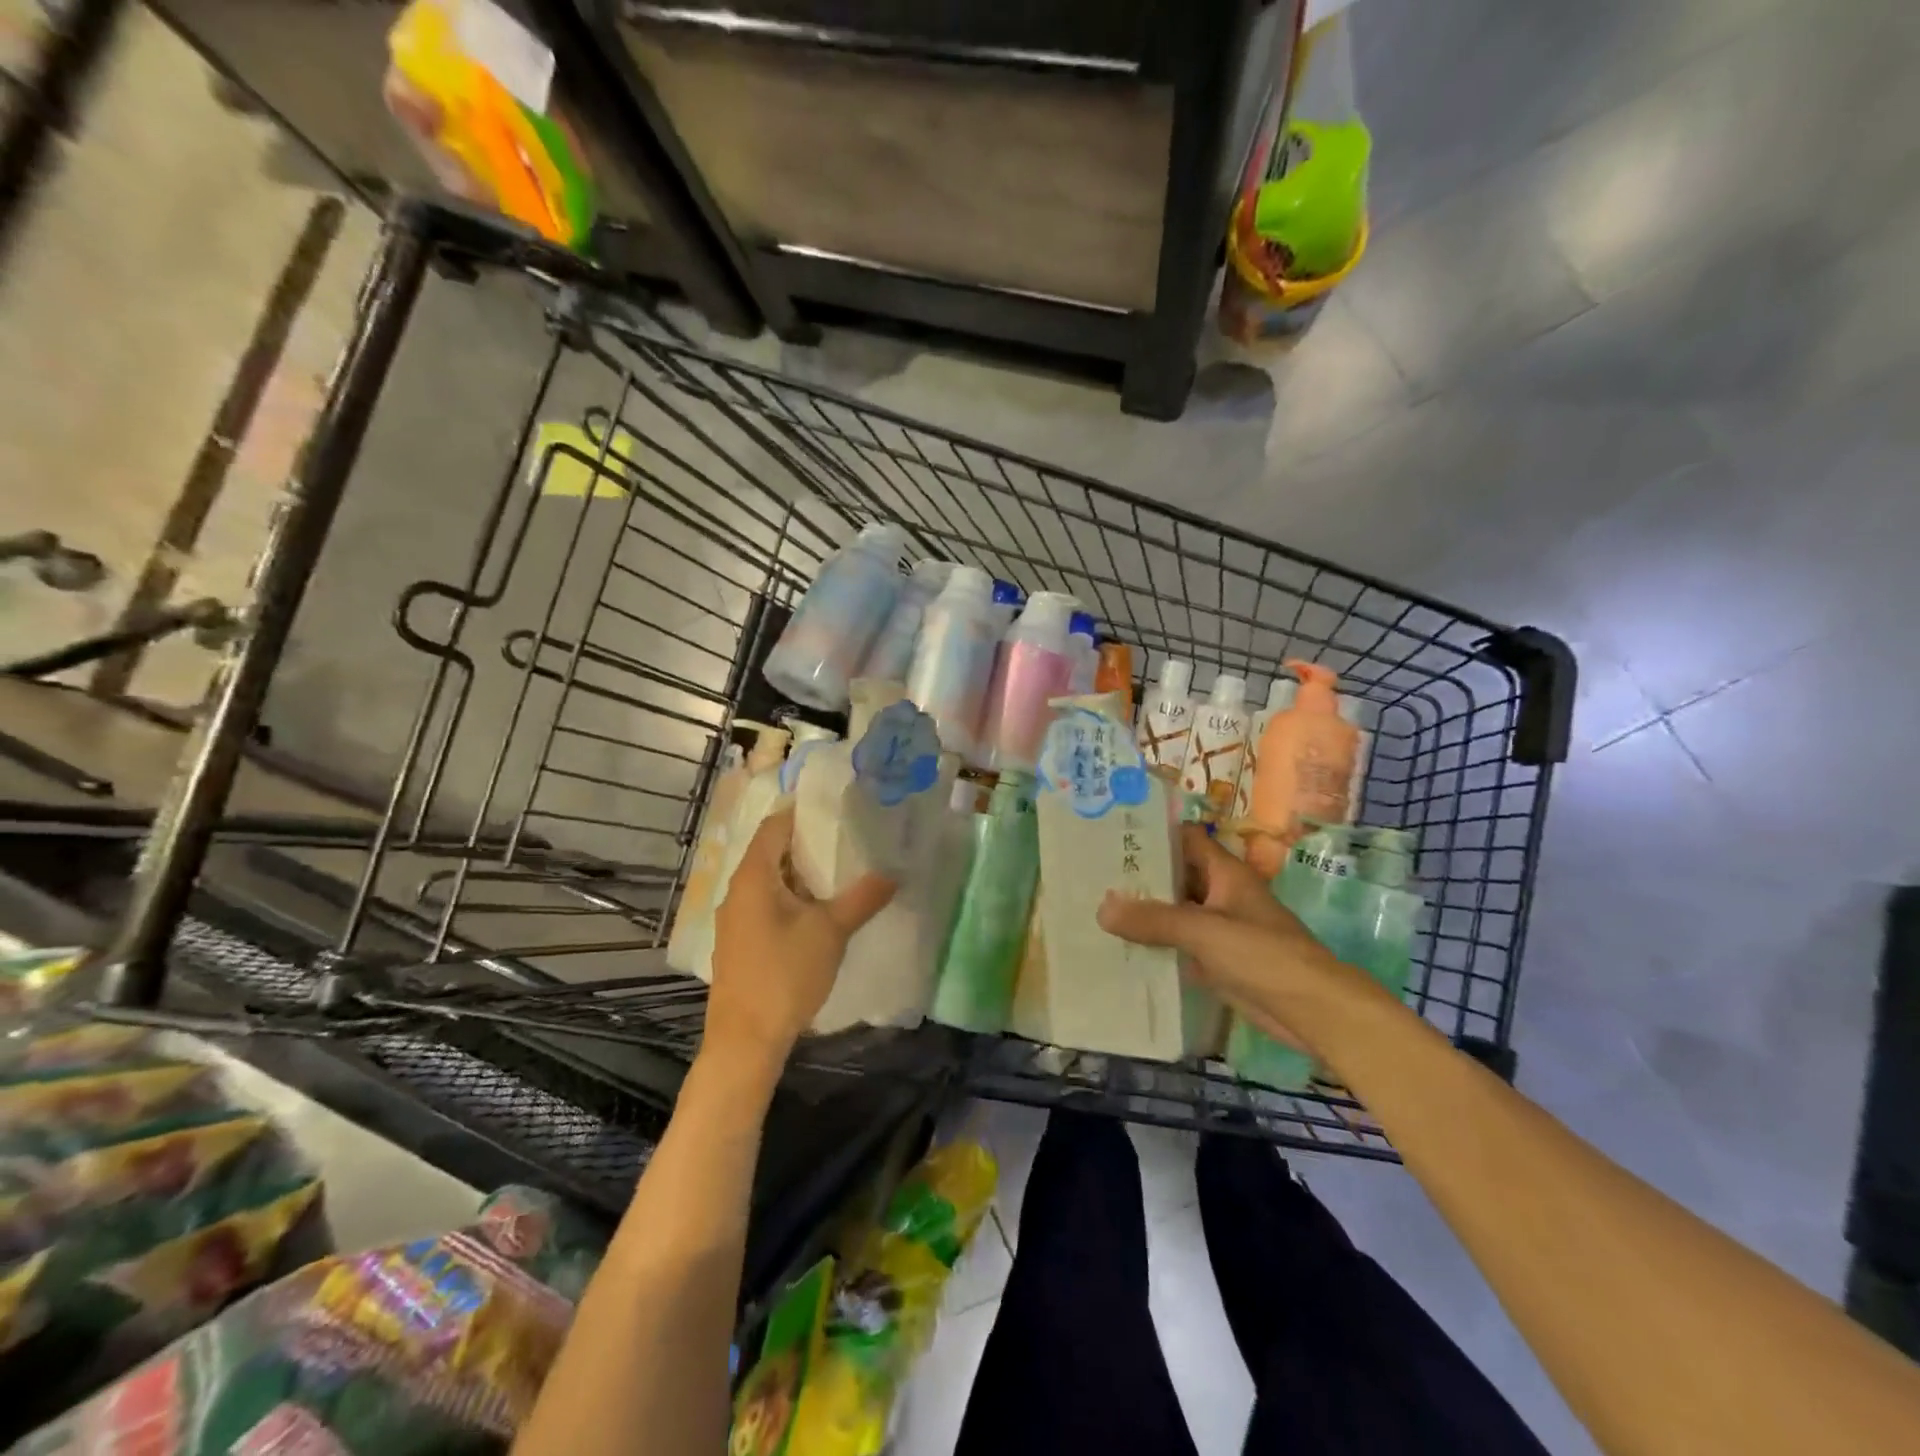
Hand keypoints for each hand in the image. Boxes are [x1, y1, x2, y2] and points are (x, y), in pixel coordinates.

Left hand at [706, 808, 894, 1072]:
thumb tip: (893, 873)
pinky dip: (792, 897)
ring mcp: (736, 919)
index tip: (835, 806)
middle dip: (807, 843)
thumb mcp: (830, 932)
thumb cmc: (785, 975)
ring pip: (770, 881)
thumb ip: (862, 898)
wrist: (746, 1040)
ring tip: (840, 870)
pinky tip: (818, 911)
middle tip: (847, 836)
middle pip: (771, 852)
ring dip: (801, 874)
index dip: (802, 812)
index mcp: (753, 877)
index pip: (774, 826)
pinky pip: (767, 904)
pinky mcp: (741, 943)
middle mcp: (737, 891)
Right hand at [1097, 825, 1347, 1051]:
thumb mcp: (1204, 931)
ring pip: (1175, 911)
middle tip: (1093, 873)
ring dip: (1145, 912)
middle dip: (1140, 874)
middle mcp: (1221, 894)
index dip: (1153, 833)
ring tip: (1096, 907)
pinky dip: (1156, 943)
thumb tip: (1101, 909)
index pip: (1185, 838)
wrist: (1312, 1010)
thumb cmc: (1263, 955)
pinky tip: (1122, 947)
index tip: (1113, 832)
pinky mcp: (1218, 960)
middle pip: (1176, 875)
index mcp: (1225, 873)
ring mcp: (1220, 928)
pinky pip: (1180, 944)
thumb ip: (1153, 920)